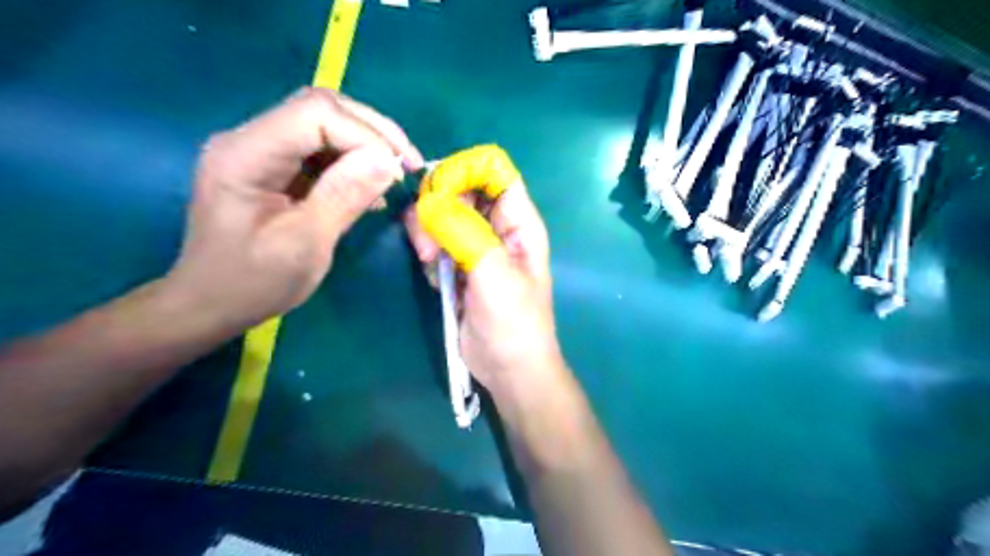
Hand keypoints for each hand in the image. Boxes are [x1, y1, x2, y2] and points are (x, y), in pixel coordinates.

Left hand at [168, 86, 420, 332]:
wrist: (210, 304)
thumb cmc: (253, 283)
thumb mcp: (305, 244)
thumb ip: (344, 196)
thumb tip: (389, 161)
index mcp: (245, 155)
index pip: (314, 114)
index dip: (365, 135)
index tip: (399, 170)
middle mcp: (249, 140)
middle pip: (320, 108)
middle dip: (372, 131)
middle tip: (408, 163)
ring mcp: (261, 152)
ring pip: (324, 124)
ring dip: (366, 143)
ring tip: (396, 173)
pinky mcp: (275, 168)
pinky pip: (320, 150)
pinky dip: (353, 162)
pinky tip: (372, 186)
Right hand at [406, 181, 567, 396]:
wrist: (508, 369)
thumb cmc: (514, 324)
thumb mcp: (494, 276)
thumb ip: (466, 233)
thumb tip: (431, 200)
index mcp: (519, 221)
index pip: (494, 170)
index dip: (464, 171)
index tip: (438, 195)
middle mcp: (498, 226)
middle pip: (462, 187)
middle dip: (438, 203)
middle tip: (427, 240)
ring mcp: (476, 244)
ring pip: (443, 212)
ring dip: (427, 228)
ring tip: (428, 260)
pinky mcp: (458, 264)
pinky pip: (435, 239)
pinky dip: (428, 250)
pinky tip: (434, 277)